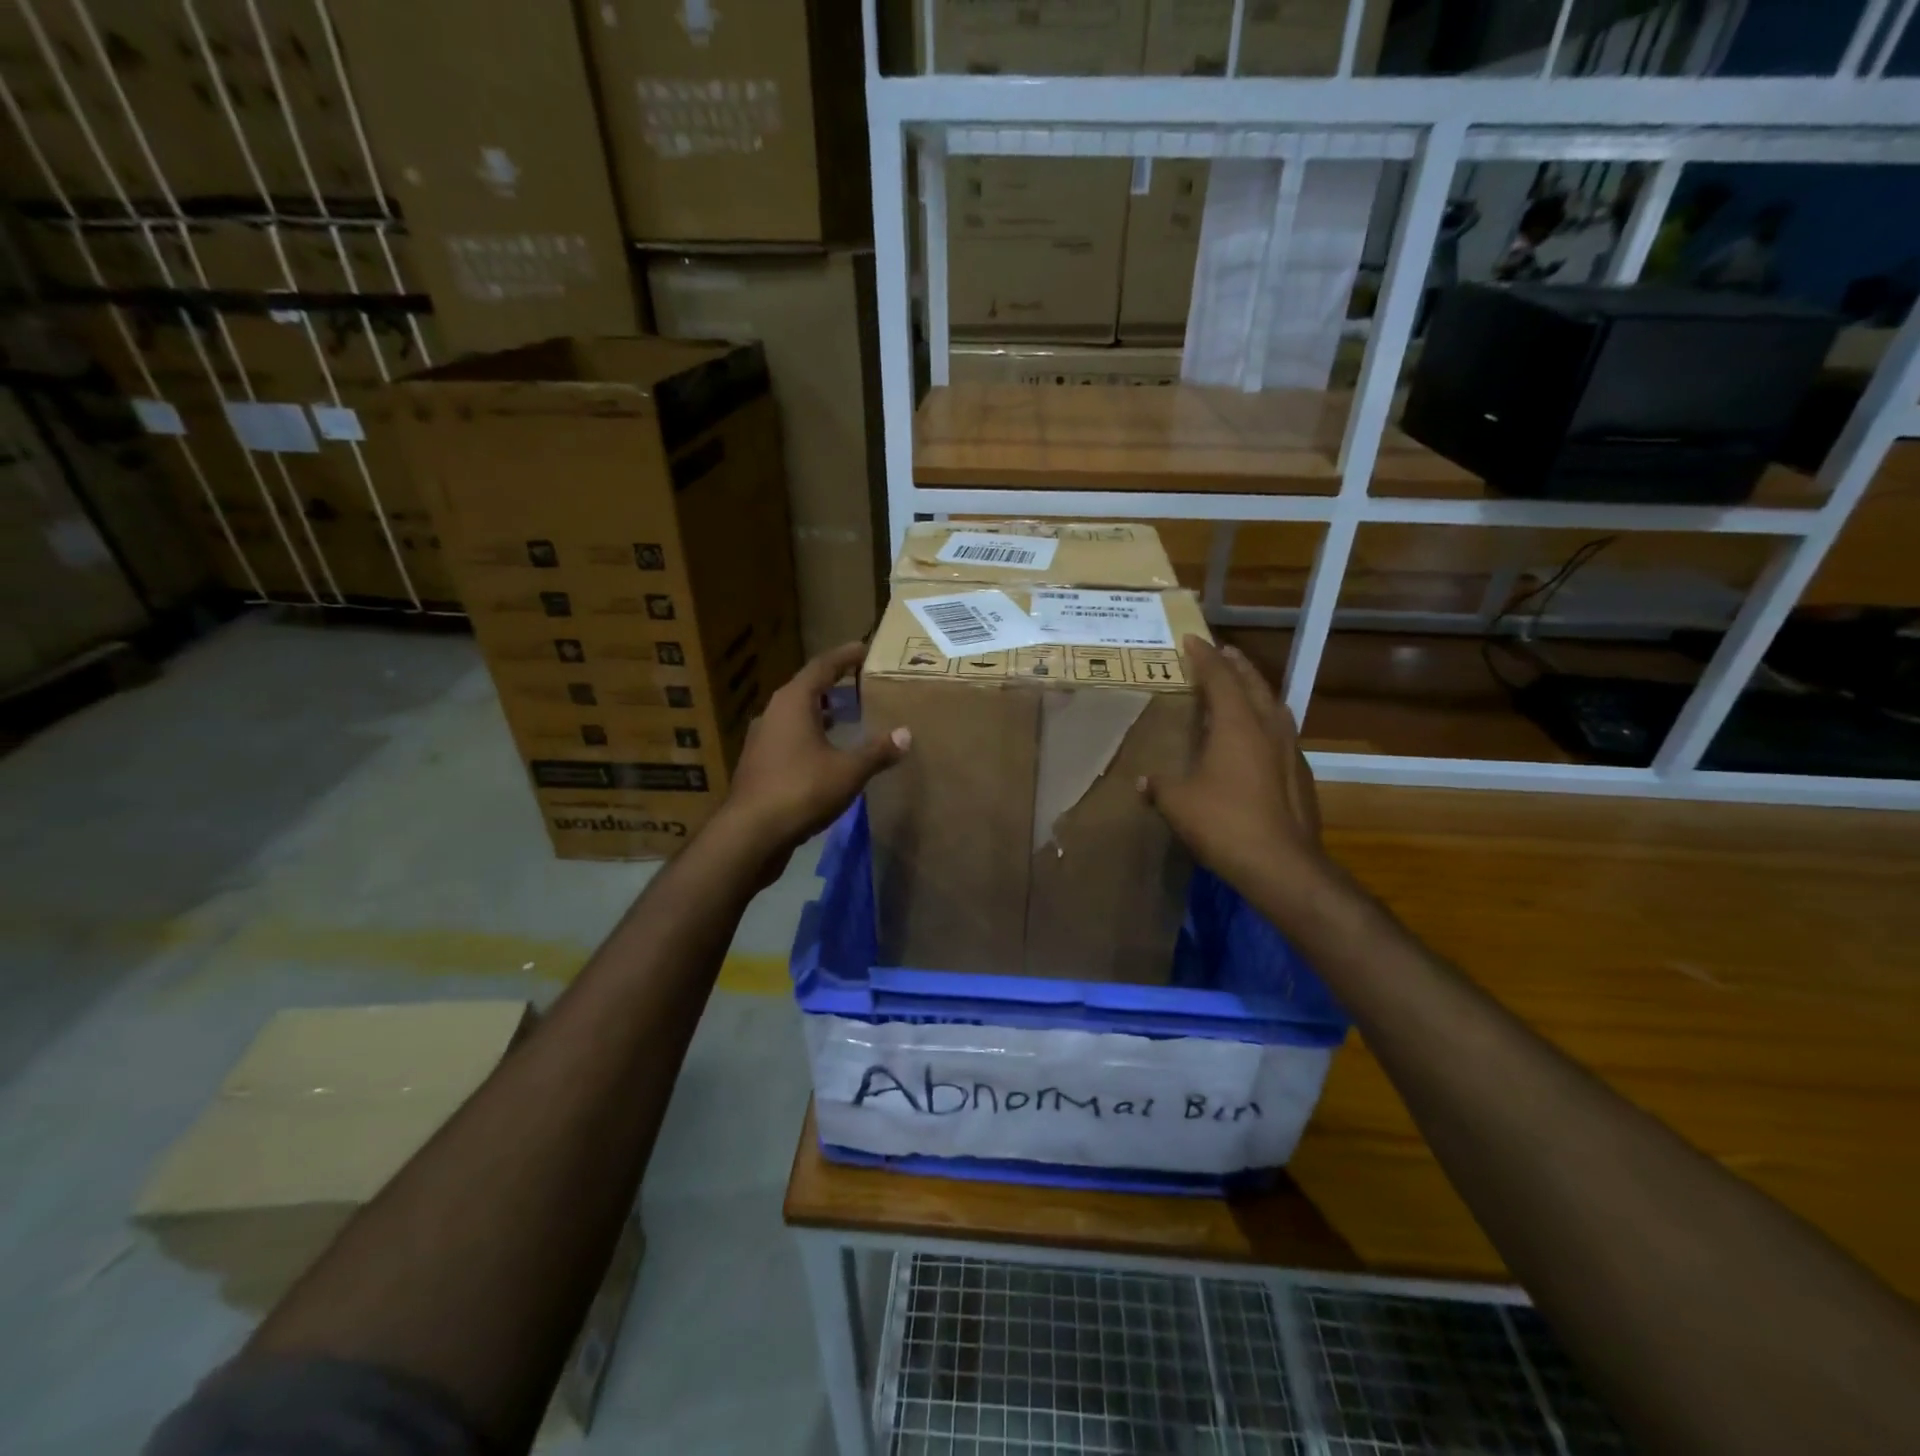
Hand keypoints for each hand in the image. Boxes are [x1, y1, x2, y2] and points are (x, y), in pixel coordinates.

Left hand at [718, 642, 908, 871]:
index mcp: (794, 702)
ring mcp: (762, 738)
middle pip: (806, 687)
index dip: (845, 656)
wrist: (751, 832)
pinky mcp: (759, 763)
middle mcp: (773, 712)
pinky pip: (789, 736)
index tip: (865, 649)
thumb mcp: (849, 770)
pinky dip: (810, 734)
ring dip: (821, 711)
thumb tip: (906, 734)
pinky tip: (826, 750)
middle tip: (860, 682)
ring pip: (795, 714)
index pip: (822, 666)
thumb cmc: (802, 790)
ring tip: (847, 714)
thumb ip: (878, 751)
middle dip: (834, 683)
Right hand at [1139, 636, 1324, 896]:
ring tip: (1243, 686)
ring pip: (1274, 707)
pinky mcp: (1300, 774)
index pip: (1220, 678)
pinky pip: (1281, 733)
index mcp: (1237, 725)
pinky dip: (1266, 722)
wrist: (1281, 864)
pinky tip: (1258, 738)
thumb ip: (1160, 786)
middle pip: (1253, 684)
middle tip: (1222, 652)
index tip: (1193, 640)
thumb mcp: (1178, 803)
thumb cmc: (1223, 823)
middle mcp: (1267, 728)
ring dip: (1256, 690)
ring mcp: (1289, 751)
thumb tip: (1145, 783)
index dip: (1205, 658)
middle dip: (1236, 665)